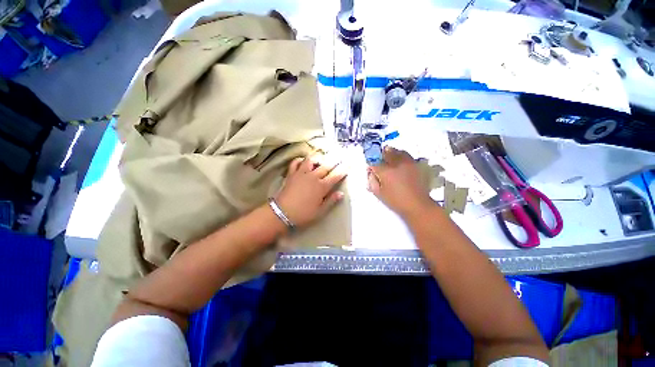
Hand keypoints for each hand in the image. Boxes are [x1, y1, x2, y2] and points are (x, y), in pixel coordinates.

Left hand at [275, 154, 346, 227]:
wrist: (282, 213)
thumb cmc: (303, 214)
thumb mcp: (320, 211)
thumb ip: (331, 201)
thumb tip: (341, 193)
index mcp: (321, 187)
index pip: (335, 176)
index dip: (343, 170)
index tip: (348, 164)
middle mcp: (313, 177)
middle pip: (326, 166)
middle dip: (334, 160)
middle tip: (340, 156)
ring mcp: (301, 174)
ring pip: (311, 160)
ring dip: (317, 158)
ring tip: (321, 159)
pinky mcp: (291, 174)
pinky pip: (295, 162)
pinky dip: (299, 160)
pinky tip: (302, 161)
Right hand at [367, 147, 434, 218]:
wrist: (417, 205)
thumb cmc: (395, 201)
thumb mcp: (379, 193)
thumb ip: (372, 182)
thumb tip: (371, 174)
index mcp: (385, 171)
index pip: (373, 162)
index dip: (370, 166)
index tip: (370, 171)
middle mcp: (396, 163)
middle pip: (385, 152)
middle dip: (380, 156)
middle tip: (379, 164)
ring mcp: (407, 162)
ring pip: (397, 151)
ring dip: (391, 154)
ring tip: (390, 161)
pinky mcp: (415, 165)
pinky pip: (406, 155)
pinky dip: (400, 156)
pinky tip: (400, 164)